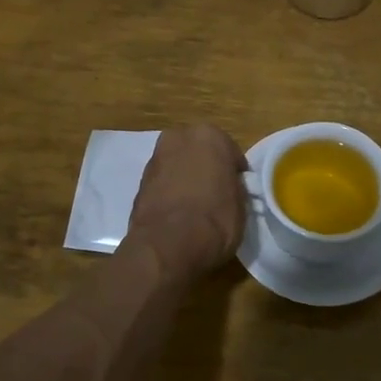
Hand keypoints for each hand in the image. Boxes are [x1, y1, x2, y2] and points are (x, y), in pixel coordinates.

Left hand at [127, 125, 247, 278]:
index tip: (237, 188)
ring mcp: (156, 157)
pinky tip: (177, 211)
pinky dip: (170, 191)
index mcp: (209, 136)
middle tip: (215, 192)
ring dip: (185, 177)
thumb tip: (227, 187)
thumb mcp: (241, 204)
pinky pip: (163, 182)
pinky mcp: (139, 180)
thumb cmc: (214, 220)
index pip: (230, 151)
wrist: (167, 244)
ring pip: (178, 164)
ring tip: (195, 204)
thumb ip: (233, 186)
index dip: (235, 172)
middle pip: (199, 151)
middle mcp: (179, 137)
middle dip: (206, 167)